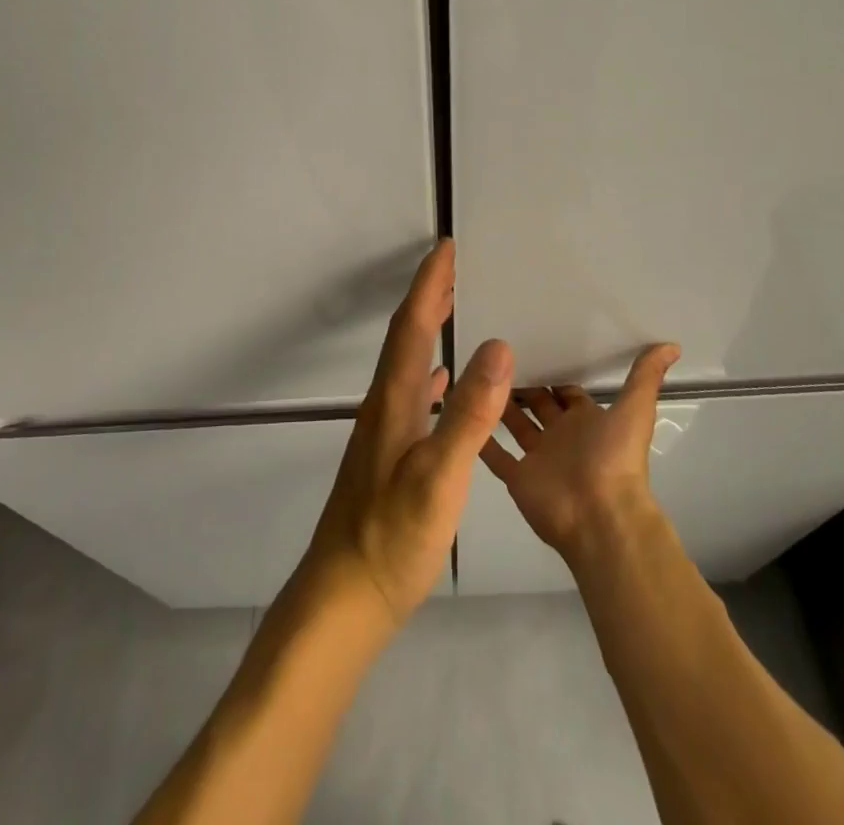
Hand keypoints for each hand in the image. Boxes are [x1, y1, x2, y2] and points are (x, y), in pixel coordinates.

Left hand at [293, 240, 514, 627]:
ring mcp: (384, 430)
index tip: (446, 247)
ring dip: (428, 329)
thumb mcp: (438, 476)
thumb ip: (468, 413)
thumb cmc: (392, 537)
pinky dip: (429, 372)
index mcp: (394, 400)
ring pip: (408, 362)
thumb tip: (497, 345)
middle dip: (428, 296)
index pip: (412, 326)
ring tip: (453, 308)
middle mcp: (384, 405)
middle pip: (406, 336)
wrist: (345, 595)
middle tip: (454, 265)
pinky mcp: (389, 454)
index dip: (429, 285)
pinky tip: (442, 381)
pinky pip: (413, 394)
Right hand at [478, 343, 681, 558]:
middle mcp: (562, 436)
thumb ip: (646, 376)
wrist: (601, 517)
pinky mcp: (517, 477)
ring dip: (498, 403)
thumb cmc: (615, 458)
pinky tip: (460, 411)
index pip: (566, 388)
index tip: (530, 340)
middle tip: (495, 351)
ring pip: (514, 424)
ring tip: (474, 371)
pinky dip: (480, 437)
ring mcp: (538, 457)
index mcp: (586, 420)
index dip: (553, 367)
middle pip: (538, 403)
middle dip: (522, 381)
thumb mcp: (635, 409)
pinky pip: (494, 454)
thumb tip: (672, 344)